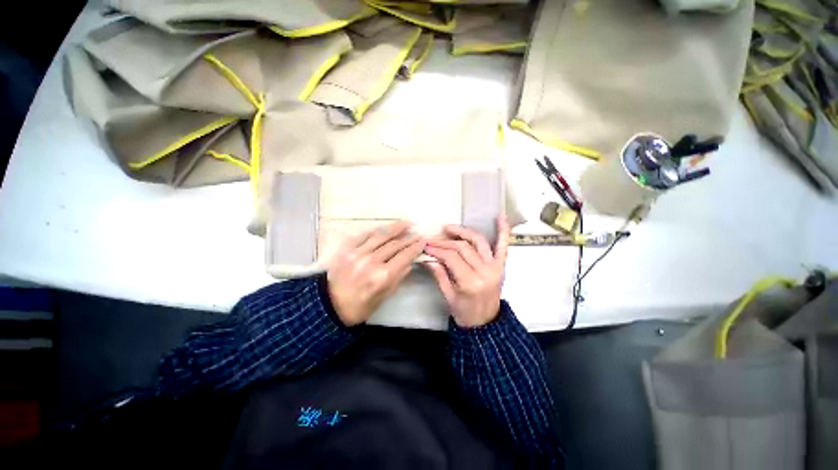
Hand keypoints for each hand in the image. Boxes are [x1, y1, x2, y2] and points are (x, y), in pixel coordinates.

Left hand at [326, 221, 425, 326]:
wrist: (328, 306)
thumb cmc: (359, 306)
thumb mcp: (384, 297)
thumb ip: (398, 278)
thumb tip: (409, 262)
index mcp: (383, 276)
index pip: (404, 256)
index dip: (415, 247)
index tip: (422, 241)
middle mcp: (372, 261)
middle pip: (395, 245)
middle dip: (408, 238)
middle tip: (417, 233)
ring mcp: (358, 253)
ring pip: (381, 236)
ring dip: (395, 228)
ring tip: (406, 223)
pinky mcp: (346, 249)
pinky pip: (364, 235)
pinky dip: (376, 230)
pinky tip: (384, 228)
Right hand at [425, 216, 509, 327]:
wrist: (485, 323)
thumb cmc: (464, 312)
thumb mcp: (448, 296)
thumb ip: (439, 274)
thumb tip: (429, 257)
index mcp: (470, 282)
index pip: (451, 257)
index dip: (438, 249)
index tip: (427, 246)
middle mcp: (484, 272)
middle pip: (463, 248)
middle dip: (445, 241)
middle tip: (433, 239)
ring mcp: (495, 267)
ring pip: (478, 241)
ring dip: (464, 232)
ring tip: (450, 228)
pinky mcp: (501, 266)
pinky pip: (503, 245)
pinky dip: (503, 230)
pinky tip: (501, 216)